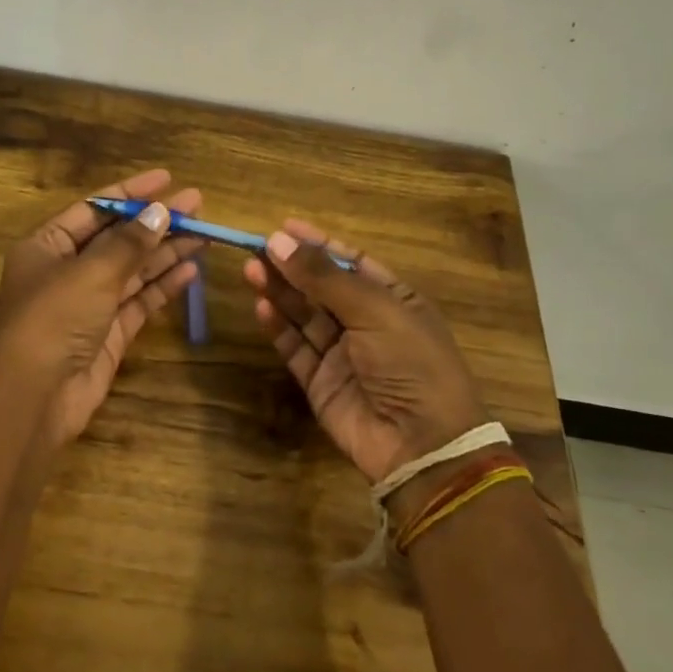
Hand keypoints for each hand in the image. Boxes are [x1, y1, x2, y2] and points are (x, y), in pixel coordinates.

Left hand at [0, 169, 204, 450]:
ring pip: (133, 270)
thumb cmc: (54, 319)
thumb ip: (129, 243)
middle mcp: (67, 270)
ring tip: (204, 232)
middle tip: (197, 204)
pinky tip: (192, 269)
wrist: (36, 396)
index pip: (94, 208)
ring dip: (166, 251)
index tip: (167, 179)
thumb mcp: (91, 272)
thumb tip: (160, 212)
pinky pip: (140, 301)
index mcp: (47, 246)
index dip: (130, 192)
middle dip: (155, 222)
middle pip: (118, 238)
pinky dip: (164, 285)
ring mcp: (89, 303)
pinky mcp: (109, 333)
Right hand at [242, 219, 489, 484]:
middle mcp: (367, 324)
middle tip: (256, 248)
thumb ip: (323, 278)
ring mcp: (342, 354)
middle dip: (292, 267)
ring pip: (304, 315)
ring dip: (280, 292)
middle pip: (322, 287)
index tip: (283, 227)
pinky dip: (278, 328)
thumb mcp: (374, 311)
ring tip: (251, 270)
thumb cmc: (411, 364)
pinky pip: (295, 348)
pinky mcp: (320, 382)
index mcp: (394, 300)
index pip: (352, 262)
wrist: (421, 444)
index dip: (319, 244)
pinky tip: (261, 307)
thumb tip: (278, 240)